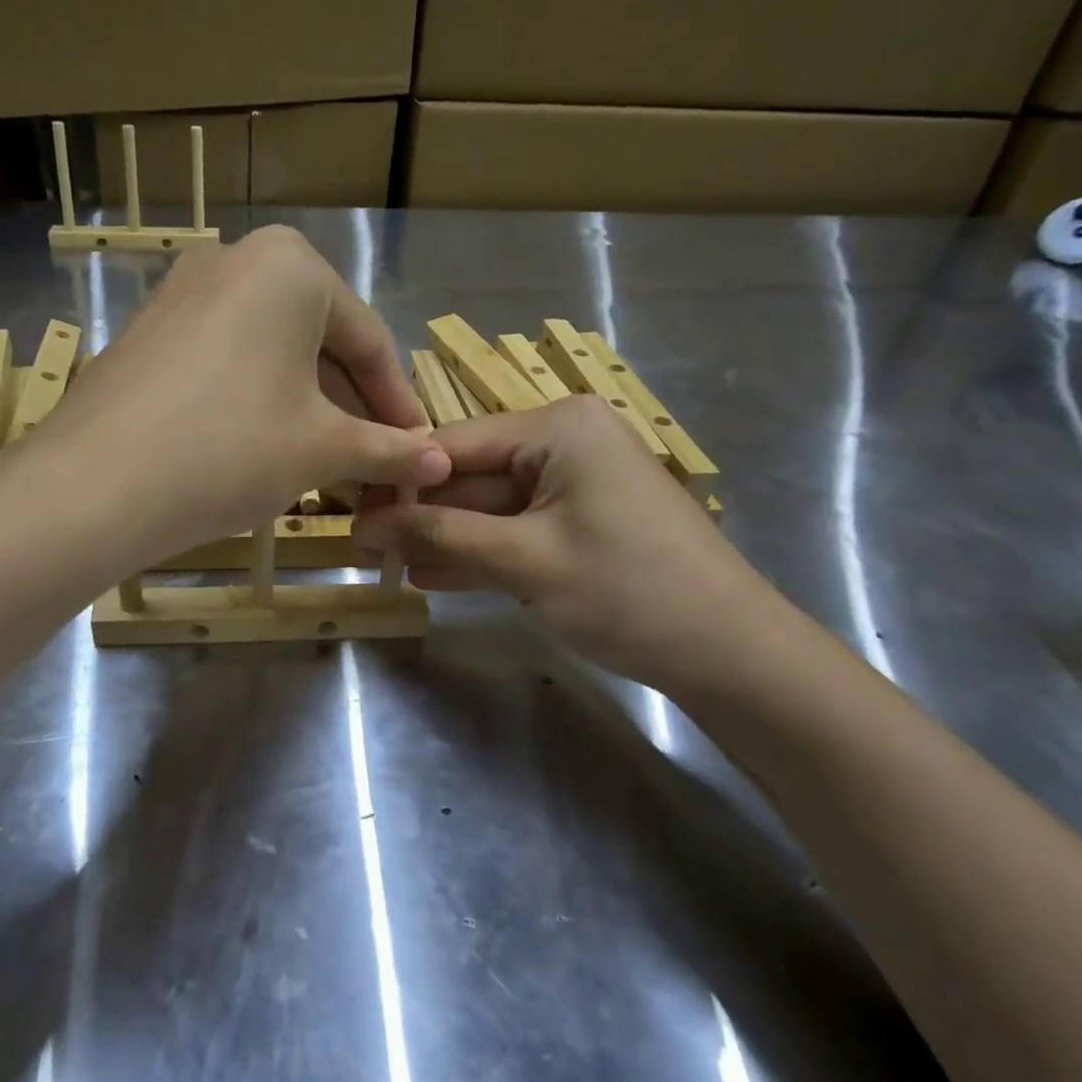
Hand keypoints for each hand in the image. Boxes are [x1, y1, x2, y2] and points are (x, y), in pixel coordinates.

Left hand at [29, 226, 449, 564]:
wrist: (96, 484)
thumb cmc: (232, 448)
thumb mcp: (322, 448)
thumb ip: (389, 449)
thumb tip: (442, 462)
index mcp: (291, 266)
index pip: (369, 341)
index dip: (399, 405)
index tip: (417, 452)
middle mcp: (236, 260)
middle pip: (319, 344)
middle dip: (351, 411)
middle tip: (373, 466)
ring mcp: (183, 292)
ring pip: (272, 356)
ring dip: (307, 411)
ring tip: (326, 467)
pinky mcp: (149, 332)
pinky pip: (226, 363)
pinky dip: (258, 403)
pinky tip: (266, 452)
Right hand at [352, 395, 782, 694]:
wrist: (731, 654)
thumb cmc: (627, 591)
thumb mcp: (524, 561)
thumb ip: (441, 536)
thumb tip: (365, 525)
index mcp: (557, 427)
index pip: (453, 444)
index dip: (399, 481)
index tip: (349, 514)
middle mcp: (565, 442)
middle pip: (471, 475)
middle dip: (421, 515)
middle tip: (363, 548)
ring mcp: (576, 485)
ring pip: (490, 507)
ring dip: (444, 539)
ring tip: (387, 566)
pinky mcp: (582, 523)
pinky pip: (517, 530)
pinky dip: (480, 554)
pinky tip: (433, 577)